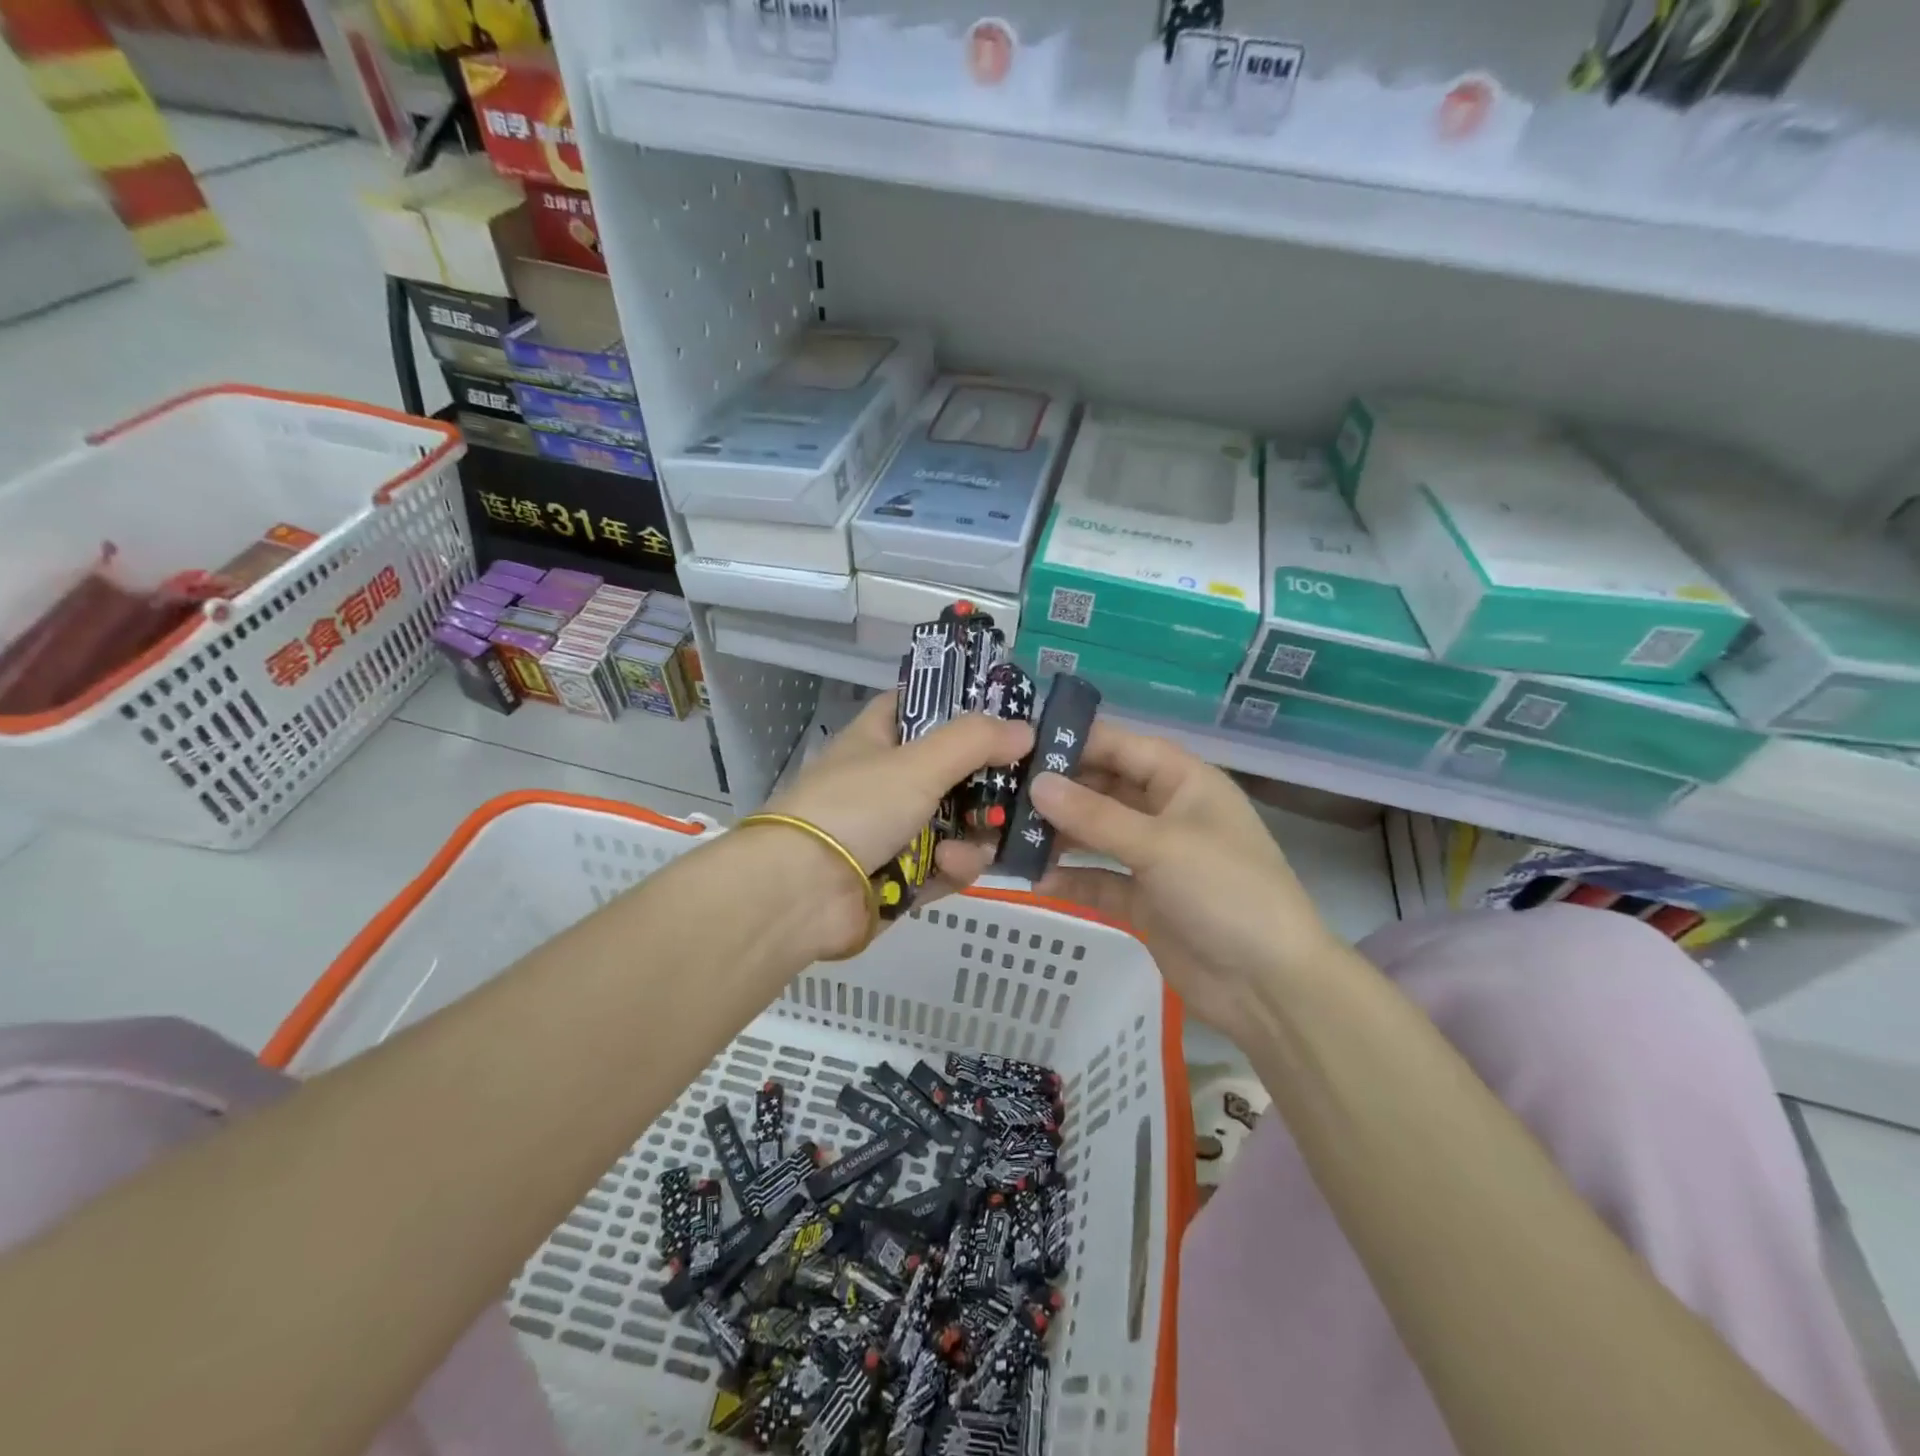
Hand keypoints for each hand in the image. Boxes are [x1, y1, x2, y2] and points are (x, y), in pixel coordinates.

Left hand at [762, 692, 1033, 945]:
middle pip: (948, 771)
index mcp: (875, 740)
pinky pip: (943, 866)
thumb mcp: (918, 763)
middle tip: (1022, 789)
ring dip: (973, 834)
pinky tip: (949, 869)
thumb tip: (1026, 730)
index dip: (955, 703)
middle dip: (985, 784)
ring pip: (954, 824)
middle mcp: (883, 782)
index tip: (1002, 712)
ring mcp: (891, 832)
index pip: (916, 705)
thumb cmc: (856, 808)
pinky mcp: (899, 878)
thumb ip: (974, 742)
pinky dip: (952, 868)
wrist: (802, 893)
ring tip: (982, 841)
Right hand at [1030, 720, 1343, 1031]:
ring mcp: (1154, 858)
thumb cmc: (1224, 891)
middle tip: (1001, 794)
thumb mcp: (1159, 845)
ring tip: (1009, 836)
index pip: (1120, 746)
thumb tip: (1036, 784)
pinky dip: (1072, 879)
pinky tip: (1035, 881)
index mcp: (1183, 782)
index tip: (1019, 745)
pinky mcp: (1143, 899)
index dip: (1074, 741)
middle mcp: (1166, 812)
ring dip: (1058, 836)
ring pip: (1096, 835)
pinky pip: (1099, 879)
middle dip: (1058, 792)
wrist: (1269, 985)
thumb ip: (1094, 815)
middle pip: (1103, 789)